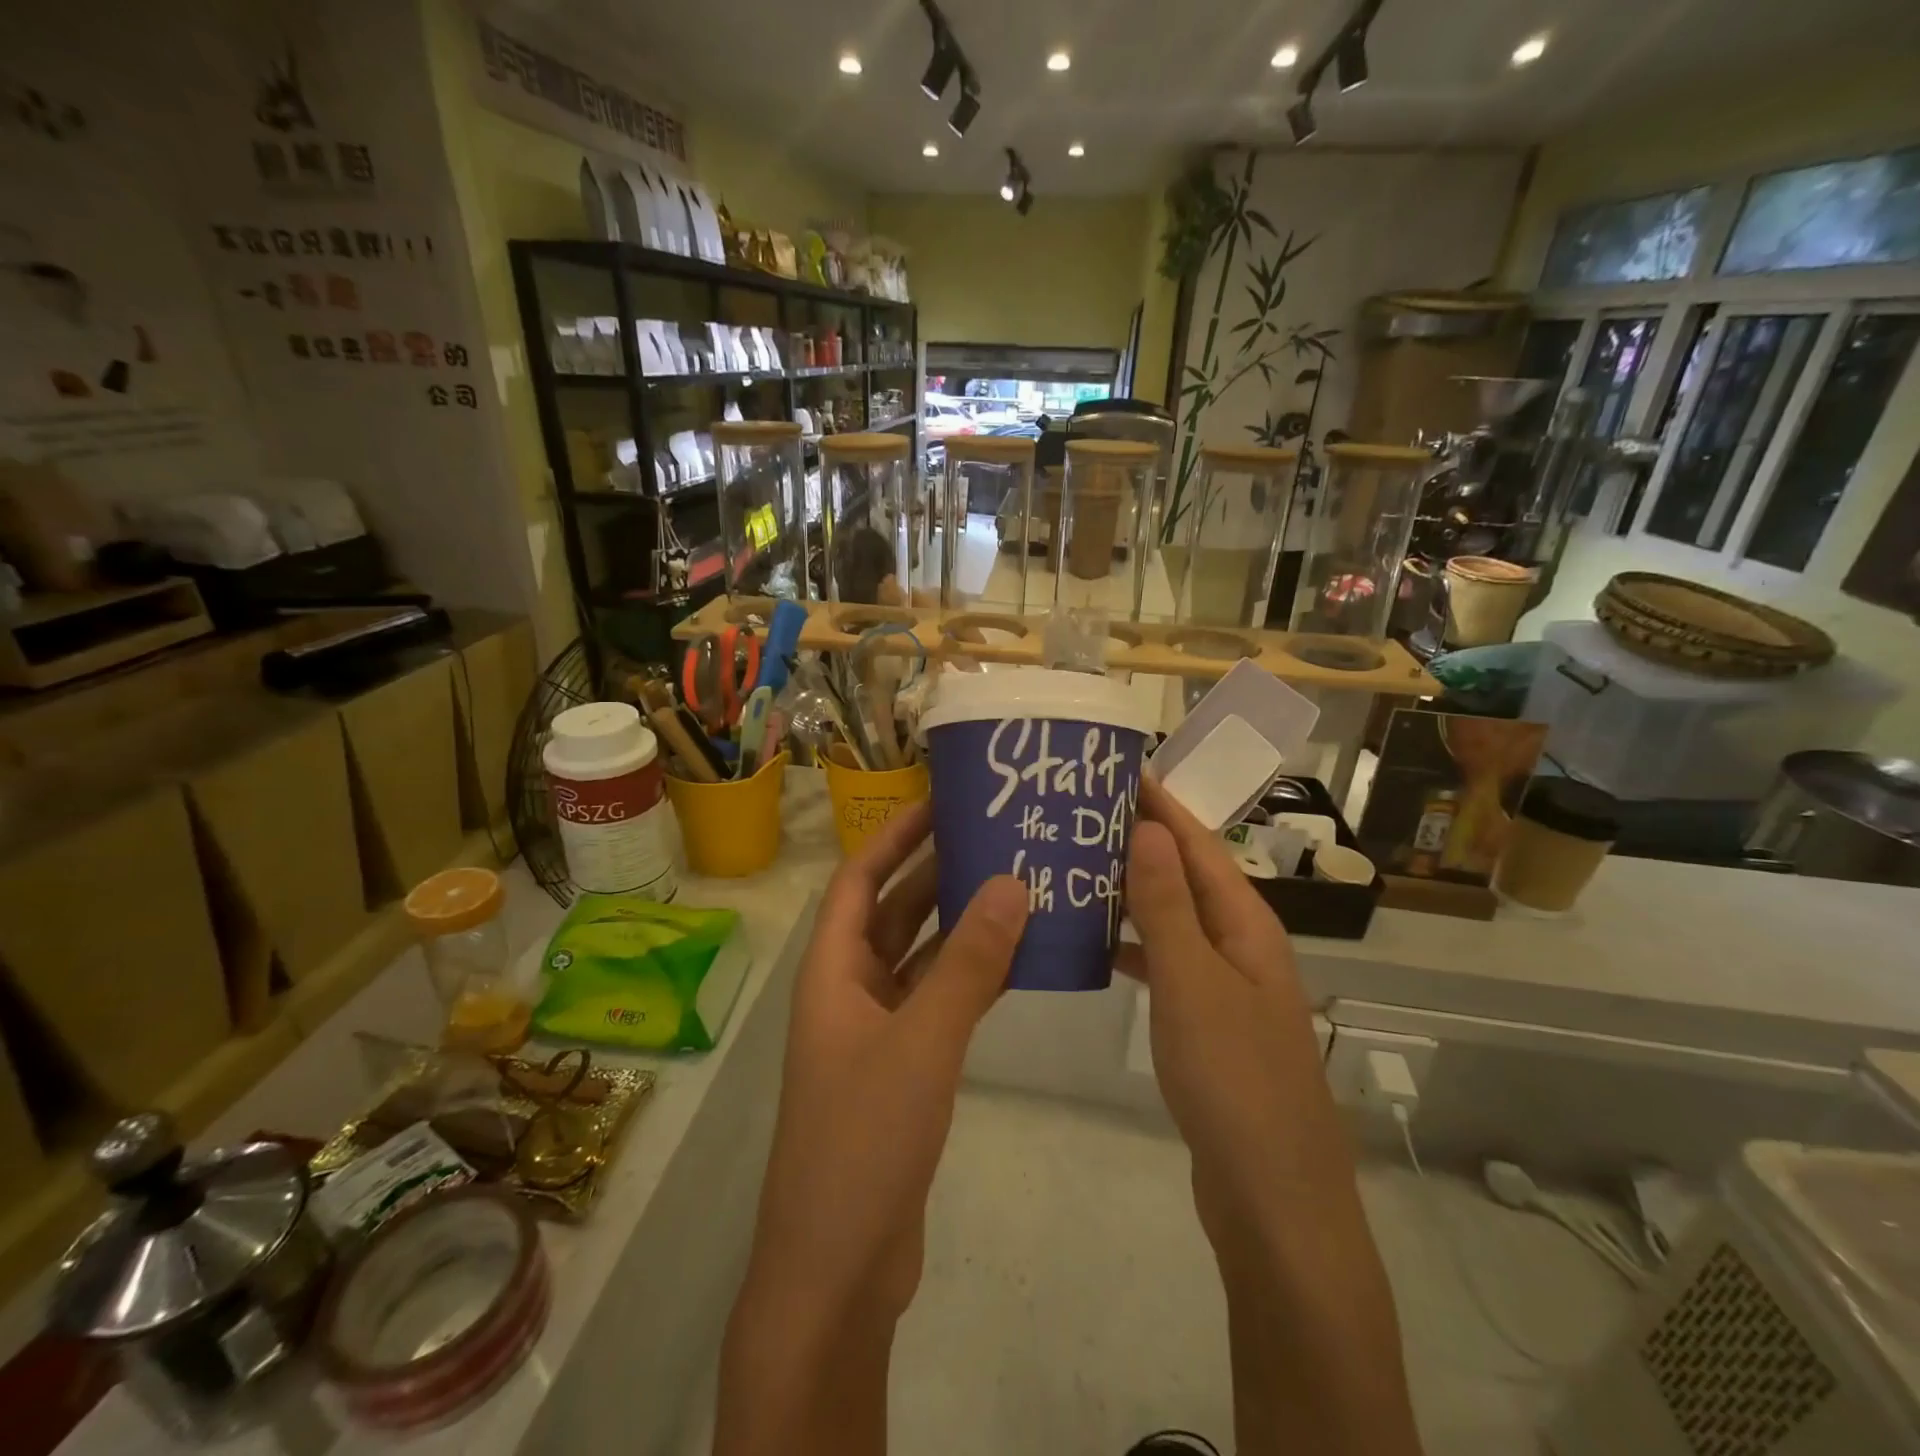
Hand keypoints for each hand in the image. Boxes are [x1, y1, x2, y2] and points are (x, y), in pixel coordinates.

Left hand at [740, 801, 1027, 1324]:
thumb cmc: (863, 1140)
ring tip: (1017, 883)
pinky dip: (971, 976)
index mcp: (832, 971)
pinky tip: (1017, 958)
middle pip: (894, 911)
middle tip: (996, 836)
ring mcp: (876, 1031)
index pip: (860, 879)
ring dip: (960, 923)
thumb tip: (1012, 882)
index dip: (895, 836)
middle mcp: (849, 990)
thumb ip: (968, 964)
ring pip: (921, 957)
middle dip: (936, 872)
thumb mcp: (922, 1042)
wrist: (838, 1269)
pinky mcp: (903, 1067)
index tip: (943, 802)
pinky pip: (938, 1000)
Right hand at [1123, 777, 1363, 1257]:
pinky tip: (1095, 943)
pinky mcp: (1207, 1023)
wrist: (1272, 1199)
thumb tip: (1148, 827)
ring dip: (1133, 891)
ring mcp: (1225, 986)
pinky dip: (1133, 944)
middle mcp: (1241, 945)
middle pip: (1188, 876)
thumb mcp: (1193, 982)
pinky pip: (1165, 963)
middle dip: (1141, 841)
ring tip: (1076, 866)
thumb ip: (1168, 905)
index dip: (1162, 805)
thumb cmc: (1233, 1079)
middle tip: (1080, 814)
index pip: (1200, 844)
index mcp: (1247, 926)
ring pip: (1173, 919)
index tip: (1118, 769)